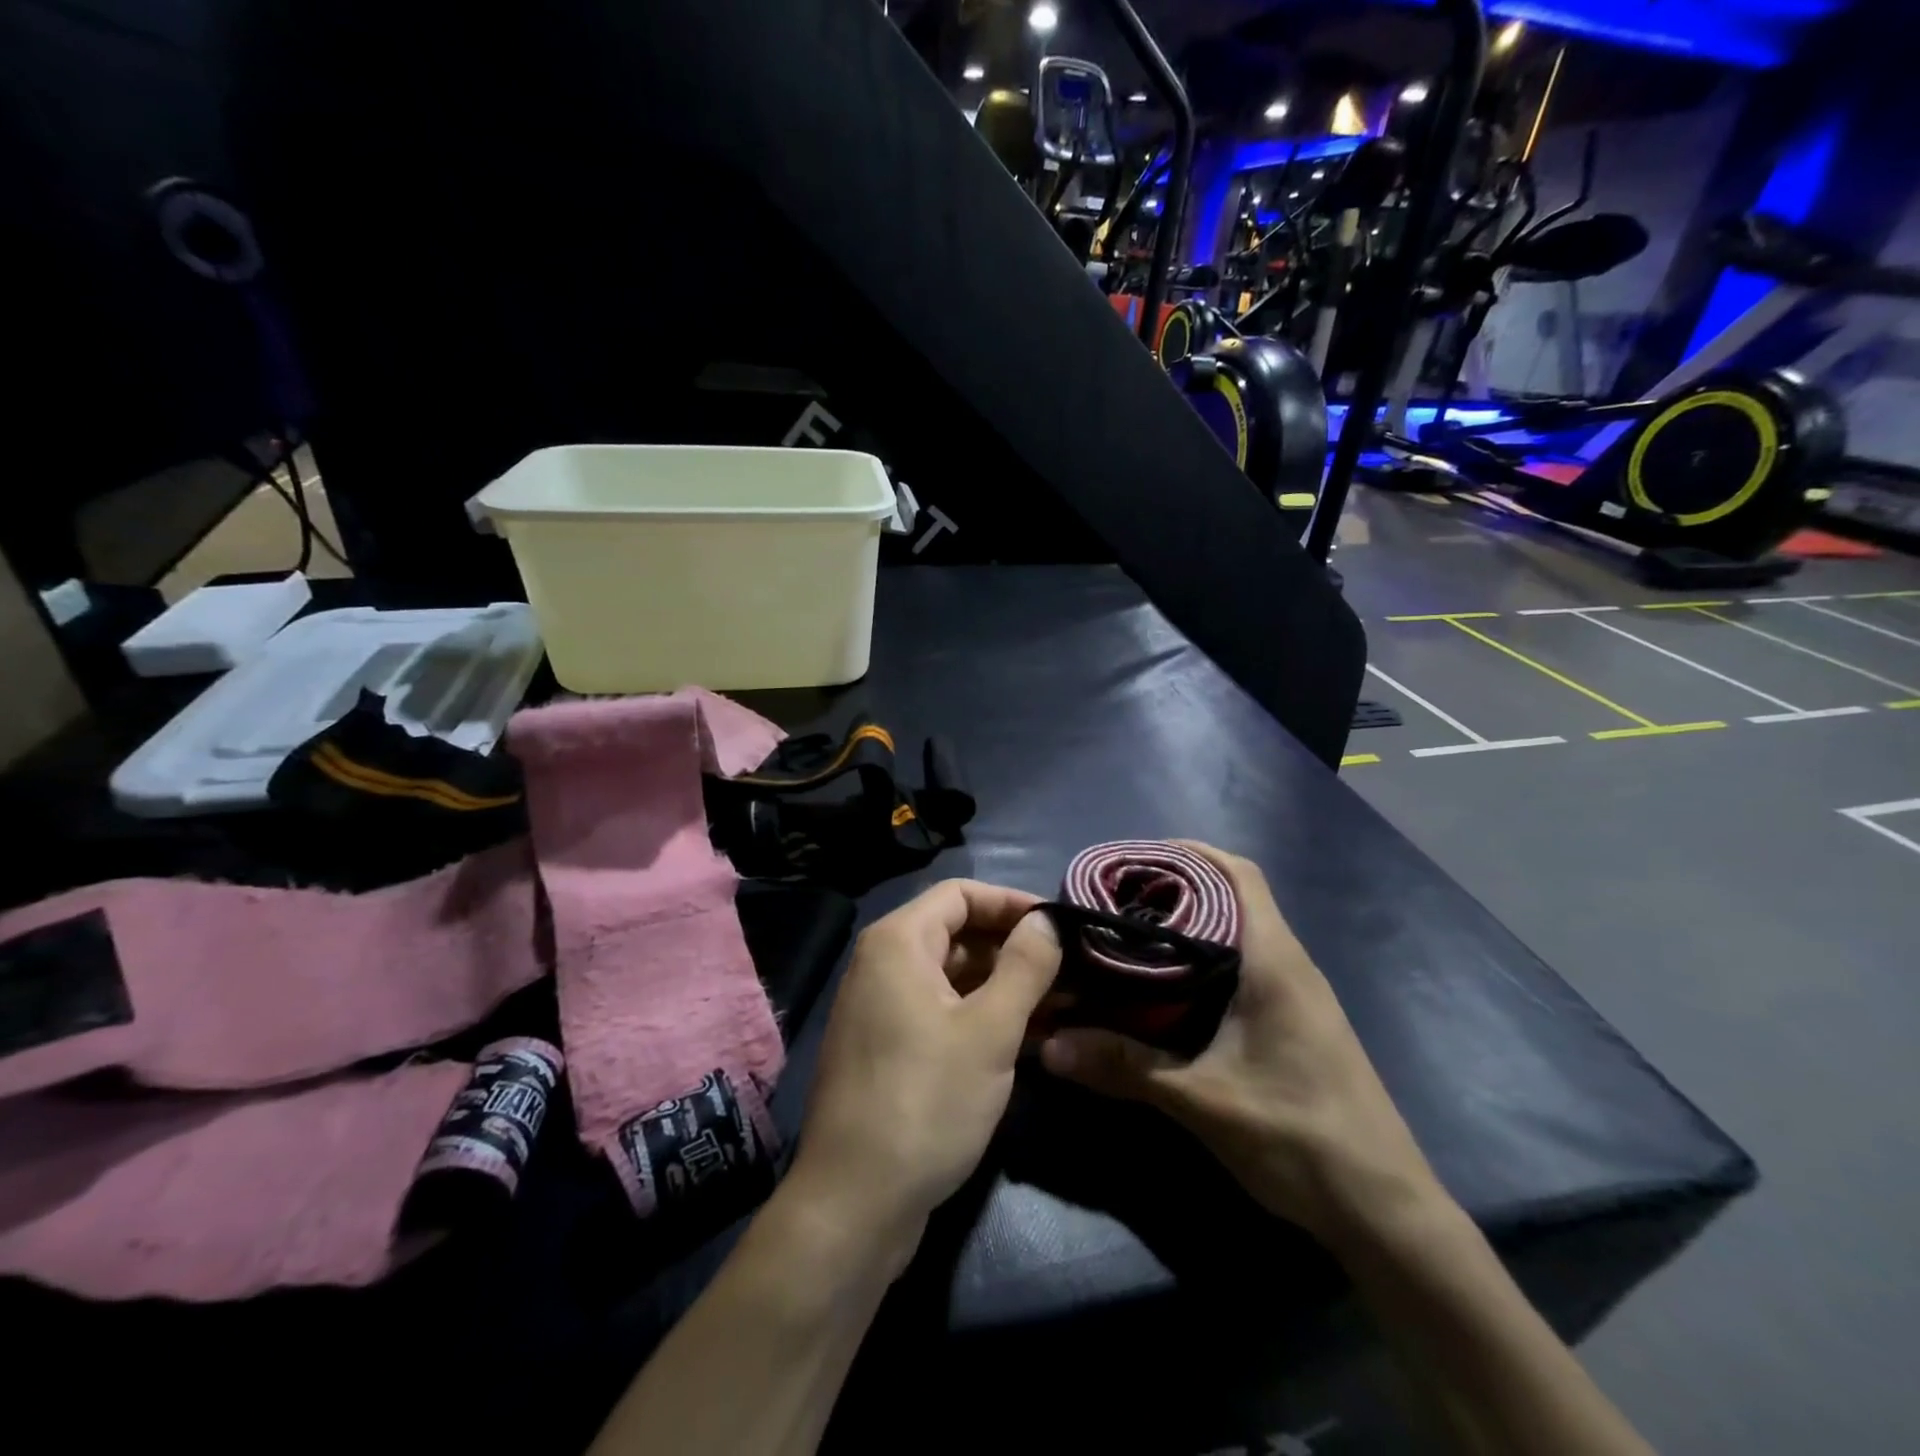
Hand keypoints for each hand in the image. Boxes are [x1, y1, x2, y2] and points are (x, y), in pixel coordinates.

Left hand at [789, 880, 1061, 1249]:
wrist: (854, 1204)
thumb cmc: (927, 1102)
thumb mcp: (990, 1030)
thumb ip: (1025, 966)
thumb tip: (1047, 921)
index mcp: (898, 943)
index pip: (961, 894)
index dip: (1012, 903)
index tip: (1059, 926)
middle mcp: (882, 965)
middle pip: (957, 933)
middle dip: (1013, 948)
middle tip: (1070, 970)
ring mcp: (882, 1008)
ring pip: (952, 976)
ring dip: (1003, 985)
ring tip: (1062, 1004)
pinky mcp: (888, 1048)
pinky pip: (940, 1011)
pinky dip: (981, 1015)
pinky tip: (1028, 1038)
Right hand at [1039, 843, 1446, 1247]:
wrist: (1384, 1211)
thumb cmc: (1299, 1138)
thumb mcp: (1203, 1100)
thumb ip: (1125, 1067)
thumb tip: (1049, 1047)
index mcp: (1274, 961)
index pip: (1238, 875)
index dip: (1190, 853)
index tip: (1136, 859)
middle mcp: (1290, 965)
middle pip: (1234, 896)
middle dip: (1178, 887)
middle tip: (1118, 898)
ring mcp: (1299, 995)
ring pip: (1240, 932)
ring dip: (1192, 923)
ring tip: (1133, 934)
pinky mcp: (1297, 1023)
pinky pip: (1246, 965)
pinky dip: (1206, 958)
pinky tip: (1169, 988)